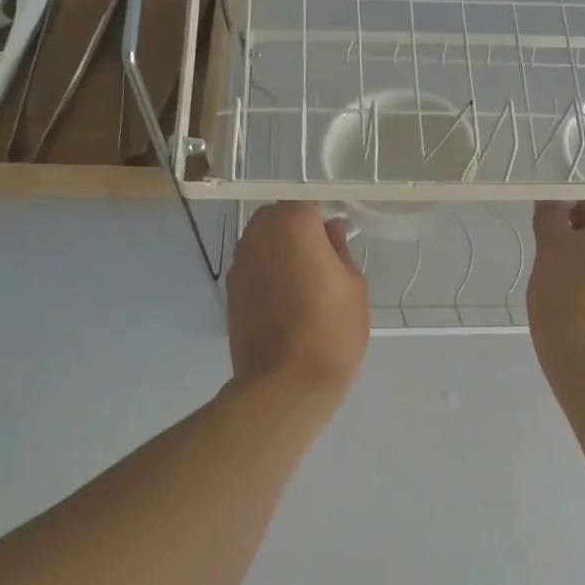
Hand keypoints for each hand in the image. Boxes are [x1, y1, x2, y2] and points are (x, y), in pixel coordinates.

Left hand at [226, 201, 369, 403]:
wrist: (286, 383)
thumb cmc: (332, 330)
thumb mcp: (353, 286)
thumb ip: (340, 249)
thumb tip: (331, 229)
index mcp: (293, 226)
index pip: (304, 201)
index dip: (320, 213)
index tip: (336, 231)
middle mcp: (259, 237)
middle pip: (275, 216)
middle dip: (297, 226)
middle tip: (322, 251)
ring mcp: (240, 264)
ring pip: (260, 240)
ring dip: (280, 247)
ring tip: (304, 274)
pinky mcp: (231, 292)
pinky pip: (252, 266)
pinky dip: (267, 270)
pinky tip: (286, 295)